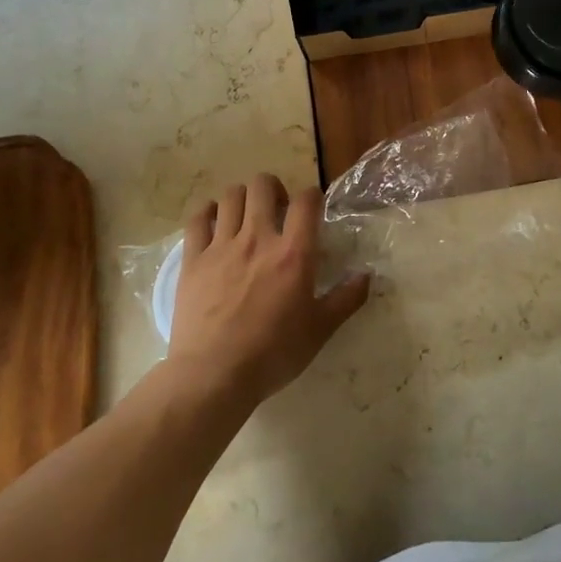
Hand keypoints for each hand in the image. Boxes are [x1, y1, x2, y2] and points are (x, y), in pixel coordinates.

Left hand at [167, 172, 369, 406]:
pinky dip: (207, 212)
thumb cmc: (273, 354)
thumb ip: (346, 299)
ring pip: (230, 196)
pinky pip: (198, 219)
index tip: (312, 209)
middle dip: (273, 188)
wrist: (213, 376)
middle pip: (263, 185)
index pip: (307, 200)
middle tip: (277, 210)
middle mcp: (258, 238)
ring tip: (246, 216)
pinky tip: (213, 221)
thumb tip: (367, 276)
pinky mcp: (193, 259)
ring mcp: (222, 246)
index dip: (312, 196)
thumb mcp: (320, 330)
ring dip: (242, 198)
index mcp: (293, 253)